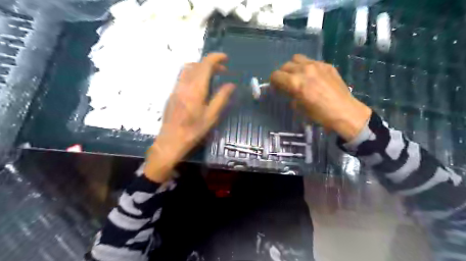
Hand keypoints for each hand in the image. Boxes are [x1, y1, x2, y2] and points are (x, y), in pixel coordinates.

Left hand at [144, 53, 234, 181]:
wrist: (171, 140)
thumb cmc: (194, 130)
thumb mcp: (211, 116)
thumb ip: (221, 98)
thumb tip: (230, 85)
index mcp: (196, 89)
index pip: (205, 65)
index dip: (216, 58)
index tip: (225, 58)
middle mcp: (184, 84)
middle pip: (197, 64)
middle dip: (210, 63)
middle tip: (222, 70)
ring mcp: (176, 88)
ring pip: (188, 69)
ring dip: (200, 67)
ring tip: (211, 75)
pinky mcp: (172, 93)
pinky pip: (183, 76)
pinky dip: (193, 74)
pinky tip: (200, 85)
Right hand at [270, 53, 371, 141]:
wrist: (344, 112)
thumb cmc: (319, 114)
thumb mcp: (299, 107)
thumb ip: (290, 95)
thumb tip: (288, 90)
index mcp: (295, 82)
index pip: (276, 75)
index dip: (273, 81)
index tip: (276, 87)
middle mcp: (304, 70)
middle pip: (285, 65)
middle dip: (282, 74)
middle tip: (286, 83)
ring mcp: (317, 65)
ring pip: (297, 59)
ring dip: (294, 67)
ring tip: (298, 76)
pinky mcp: (327, 65)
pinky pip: (311, 61)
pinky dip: (307, 67)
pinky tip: (313, 77)